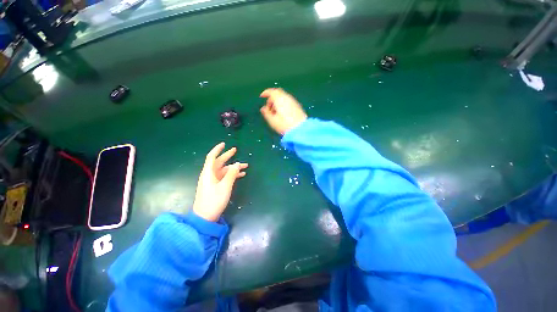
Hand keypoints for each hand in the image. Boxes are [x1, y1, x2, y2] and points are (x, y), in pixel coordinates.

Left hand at [192, 143, 247, 221]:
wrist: (205, 217)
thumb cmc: (214, 201)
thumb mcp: (225, 186)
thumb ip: (231, 174)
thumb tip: (237, 164)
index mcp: (209, 173)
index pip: (212, 157)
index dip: (217, 149)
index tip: (224, 144)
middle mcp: (210, 175)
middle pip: (219, 162)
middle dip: (228, 156)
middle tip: (236, 150)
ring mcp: (213, 181)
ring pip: (224, 170)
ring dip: (234, 167)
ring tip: (245, 166)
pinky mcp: (216, 186)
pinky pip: (225, 177)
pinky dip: (232, 175)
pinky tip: (241, 175)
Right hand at [260, 88, 307, 134]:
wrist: (301, 129)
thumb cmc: (285, 125)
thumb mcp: (272, 120)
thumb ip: (266, 113)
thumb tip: (263, 108)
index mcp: (279, 99)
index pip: (271, 91)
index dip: (265, 93)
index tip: (261, 97)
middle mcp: (287, 97)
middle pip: (278, 94)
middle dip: (271, 99)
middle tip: (268, 108)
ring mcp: (293, 101)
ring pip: (283, 98)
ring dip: (277, 103)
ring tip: (275, 113)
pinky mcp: (298, 106)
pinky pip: (288, 102)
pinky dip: (283, 104)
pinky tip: (282, 114)